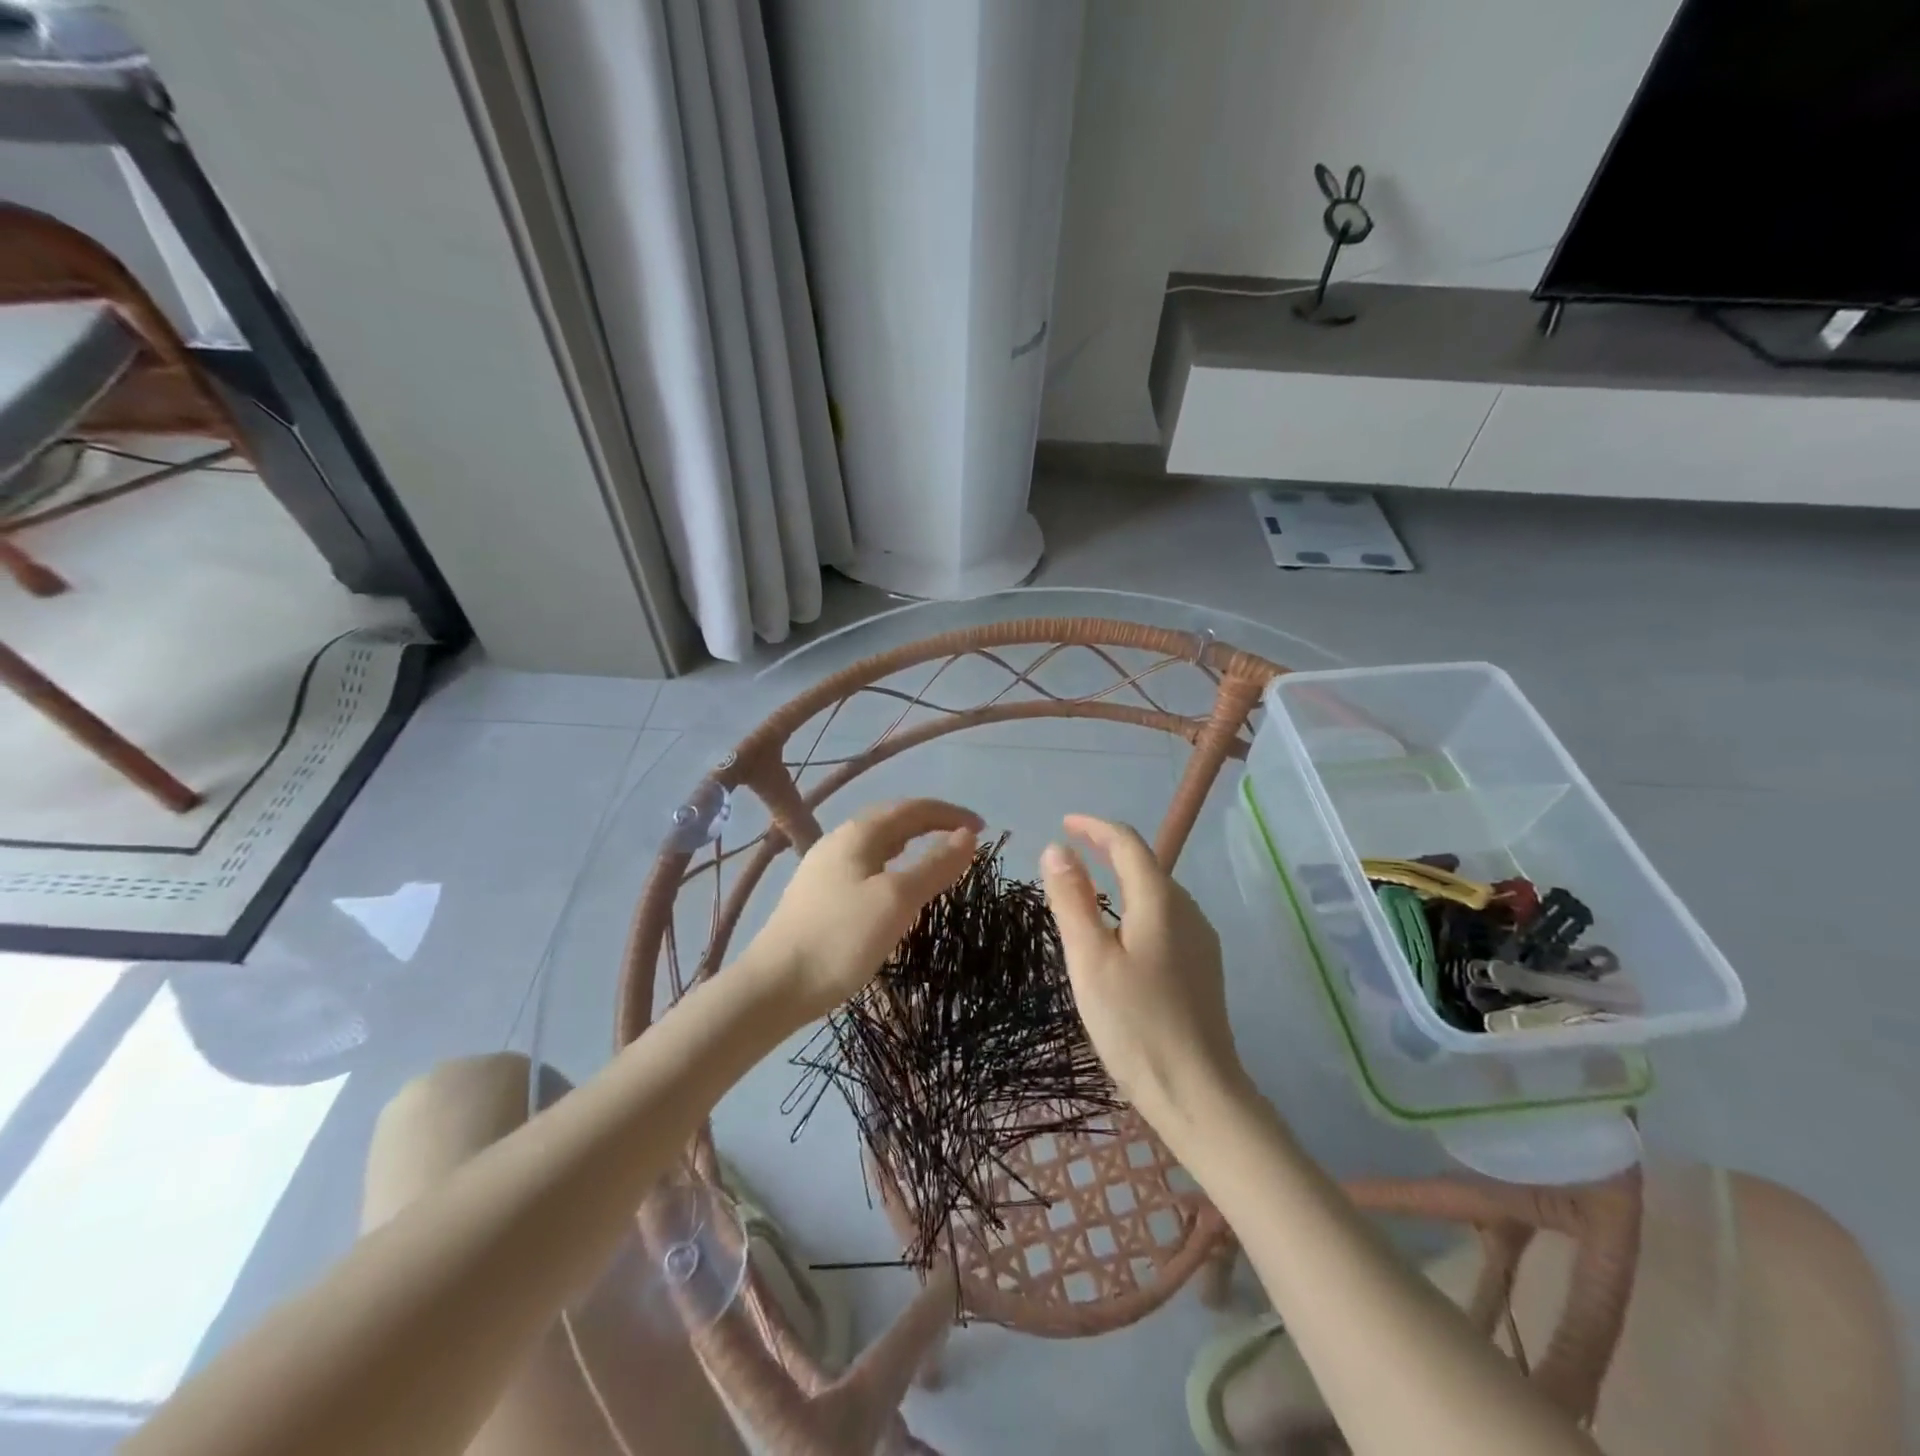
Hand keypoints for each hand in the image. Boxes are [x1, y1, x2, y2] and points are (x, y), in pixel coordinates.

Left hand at [749, 799, 982, 1021]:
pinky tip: (894, 889)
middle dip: (931, 824)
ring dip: (911, 845)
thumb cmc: (840, 938)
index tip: (982, 829)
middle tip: (963, 841)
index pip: (913, 809)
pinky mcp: (818, 895)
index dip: (950, 814)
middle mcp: (839, 841)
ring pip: (878, 845)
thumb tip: (967, 836)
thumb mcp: (897, 900)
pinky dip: (893, 866)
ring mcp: (824, 868)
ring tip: (935, 860)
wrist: (774, 986)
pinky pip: (866, 866)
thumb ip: (935, 865)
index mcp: (859, 834)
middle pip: (893, 821)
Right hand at [1040, 815, 1246, 1127]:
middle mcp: (1187, 910)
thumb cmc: (1135, 1024)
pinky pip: (1164, 919)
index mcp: (1160, 901)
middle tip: (1068, 858)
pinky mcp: (1202, 967)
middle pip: (1145, 864)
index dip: (1094, 827)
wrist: (1199, 1093)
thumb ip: (1072, 900)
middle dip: (1107, 851)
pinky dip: (1135, 908)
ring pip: (1156, 893)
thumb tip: (1056, 848)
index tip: (1064, 824)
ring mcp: (1200, 940)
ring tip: (1086, 892)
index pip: (1127, 843)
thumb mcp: (1090, 959)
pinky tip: (1120, 935)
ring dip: (1121, 880)